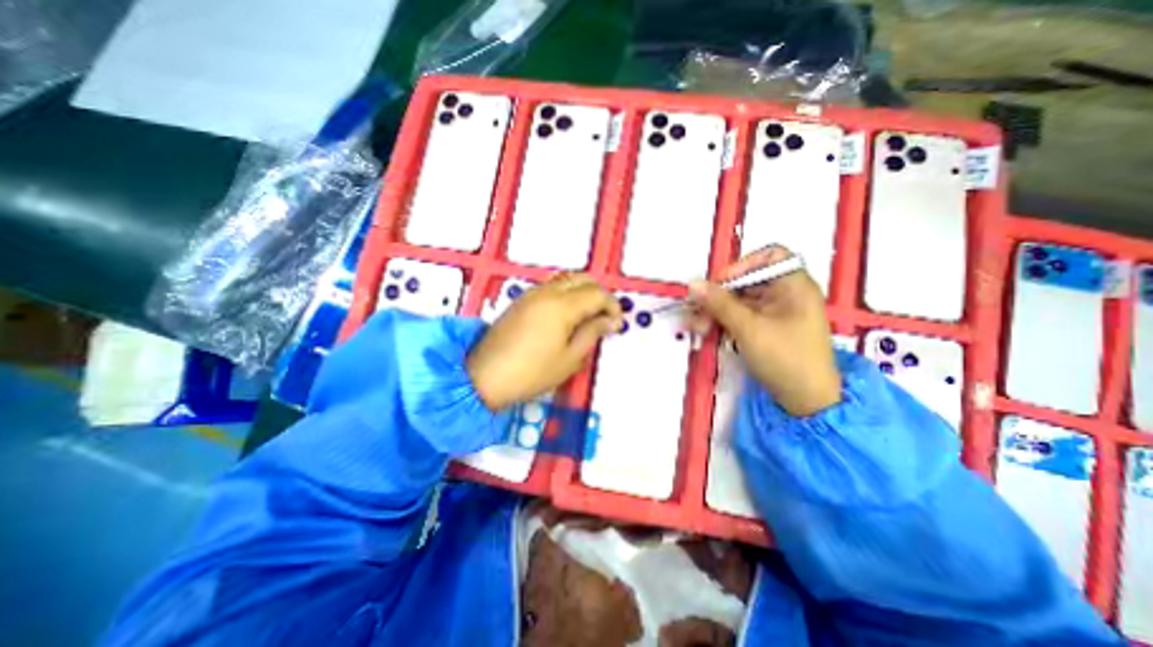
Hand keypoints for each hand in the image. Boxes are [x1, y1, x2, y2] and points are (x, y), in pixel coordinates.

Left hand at [466, 271, 622, 408]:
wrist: (484, 376)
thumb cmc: (531, 372)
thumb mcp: (569, 359)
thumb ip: (592, 334)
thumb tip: (610, 321)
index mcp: (562, 306)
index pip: (597, 294)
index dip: (612, 305)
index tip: (616, 322)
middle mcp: (547, 292)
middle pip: (582, 278)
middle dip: (599, 293)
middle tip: (604, 315)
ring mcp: (532, 294)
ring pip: (566, 279)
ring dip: (582, 290)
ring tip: (588, 315)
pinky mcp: (521, 300)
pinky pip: (551, 286)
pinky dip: (566, 293)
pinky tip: (567, 314)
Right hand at [689, 244, 844, 416]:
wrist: (805, 402)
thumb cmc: (785, 359)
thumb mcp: (748, 328)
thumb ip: (719, 304)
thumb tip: (692, 284)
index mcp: (794, 285)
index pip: (770, 257)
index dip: (743, 265)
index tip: (719, 283)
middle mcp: (786, 294)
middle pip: (747, 281)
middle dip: (719, 295)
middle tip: (697, 311)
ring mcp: (775, 312)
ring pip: (739, 301)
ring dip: (716, 311)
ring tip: (698, 328)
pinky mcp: (765, 328)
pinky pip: (740, 316)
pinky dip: (723, 322)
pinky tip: (707, 332)